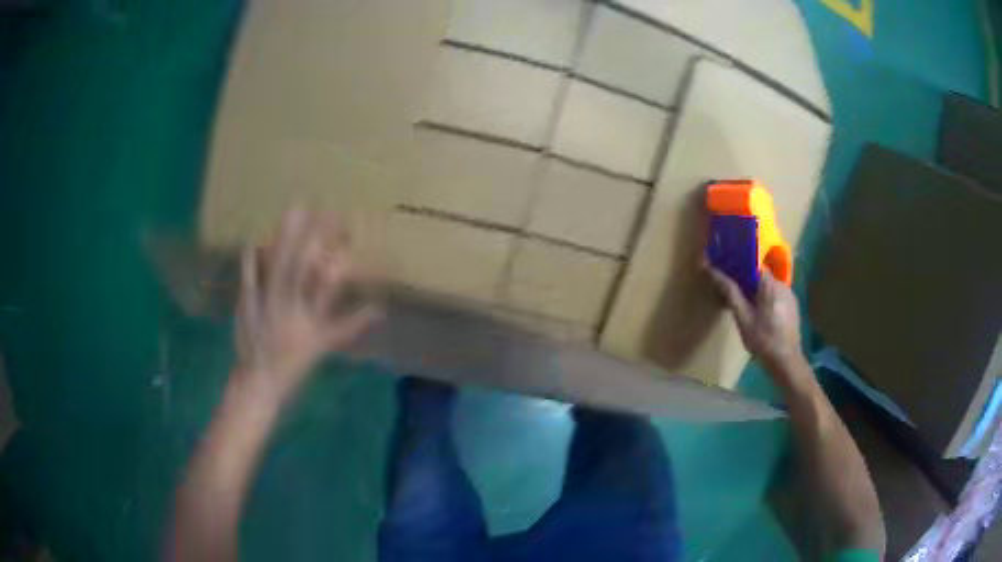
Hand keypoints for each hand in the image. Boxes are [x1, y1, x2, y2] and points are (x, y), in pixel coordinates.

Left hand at [234, 208, 378, 402]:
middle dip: (311, 236)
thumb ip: (350, 326)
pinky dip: (250, 260)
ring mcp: (266, 305)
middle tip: (322, 208)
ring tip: (294, 211)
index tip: (347, 230)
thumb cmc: (295, 366)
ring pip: (278, 268)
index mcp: (311, 320)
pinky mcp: (247, 305)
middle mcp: (290, 308)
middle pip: (302, 267)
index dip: (337, 255)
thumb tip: (379, 309)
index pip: (328, 282)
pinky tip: (252, 240)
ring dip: (285, 240)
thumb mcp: (325, 347)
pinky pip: (248, 280)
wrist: (259, 382)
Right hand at [706, 264, 802, 370]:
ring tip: (745, 303)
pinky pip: (776, 294)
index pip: (753, 263)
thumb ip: (731, 293)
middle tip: (732, 289)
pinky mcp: (793, 306)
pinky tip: (760, 313)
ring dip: (757, 290)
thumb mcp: (743, 318)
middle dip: (746, 279)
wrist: (786, 361)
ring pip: (769, 285)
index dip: (739, 264)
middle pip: (761, 274)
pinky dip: (766, 298)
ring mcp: (790, 295)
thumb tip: (713, 271)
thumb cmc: (763, 340)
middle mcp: (782, 284)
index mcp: (770, 283)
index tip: (726, 268)